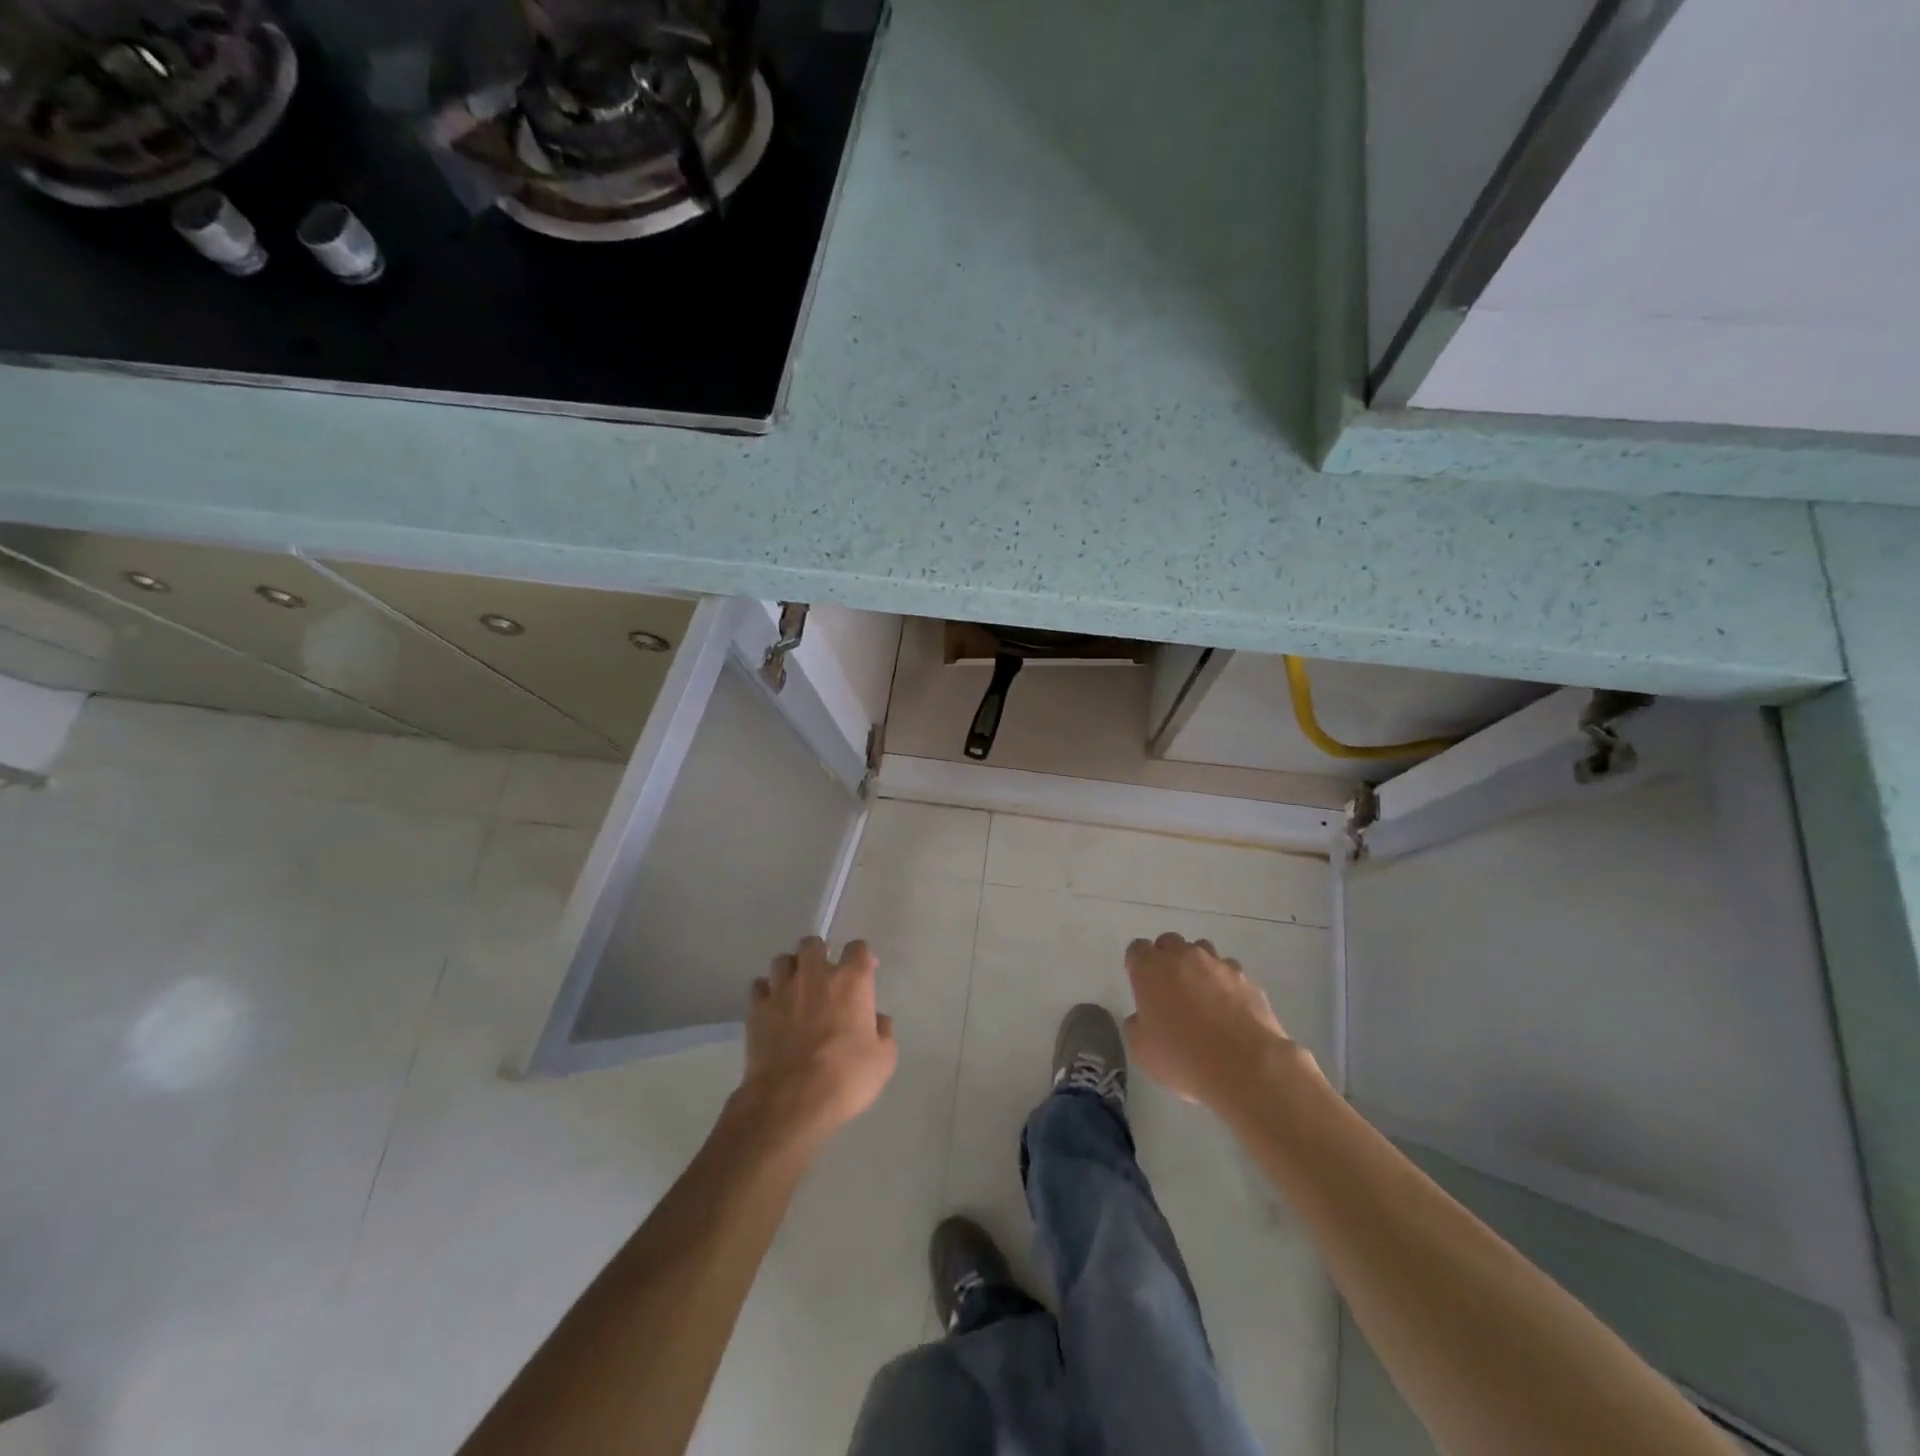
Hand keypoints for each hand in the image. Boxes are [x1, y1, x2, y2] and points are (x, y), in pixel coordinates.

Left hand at [736, 936, 896, 1147]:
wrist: (792, 1100)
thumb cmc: (846, 1078)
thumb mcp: (884, 1059)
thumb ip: (883, 1031)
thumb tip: (876, 1019)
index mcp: (851, 981)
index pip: (858, 948)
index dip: (862, 957)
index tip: (865, 972)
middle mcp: (815, 975)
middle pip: (813, 944)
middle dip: (819, 954)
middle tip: (824, 976)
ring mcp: (782, 989)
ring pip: (782, 960)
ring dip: (791, 970)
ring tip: (795, 988)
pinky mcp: (756, 1009)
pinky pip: (759, 986)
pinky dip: (766, 992)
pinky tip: (772, 1007)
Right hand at [1124, 932, 1301, 1113]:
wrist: (1245, 1066)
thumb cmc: (1182, 1057)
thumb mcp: (1141, 1049)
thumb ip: (1136, 1025)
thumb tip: (1142, 1018)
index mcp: (1150, 969)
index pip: (1137, 949)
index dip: (1138, 965)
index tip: (1141, 985)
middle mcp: (1183, 957)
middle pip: (1169, 942)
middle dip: (1166, 959)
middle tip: (1169, 990)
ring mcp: (1218, 965)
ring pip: (1202, 951)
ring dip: (1197, 967)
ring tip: (1202, 997)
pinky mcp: (1247, 979)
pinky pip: (1230, 972)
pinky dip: (1225, 984)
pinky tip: (1229, 1010)